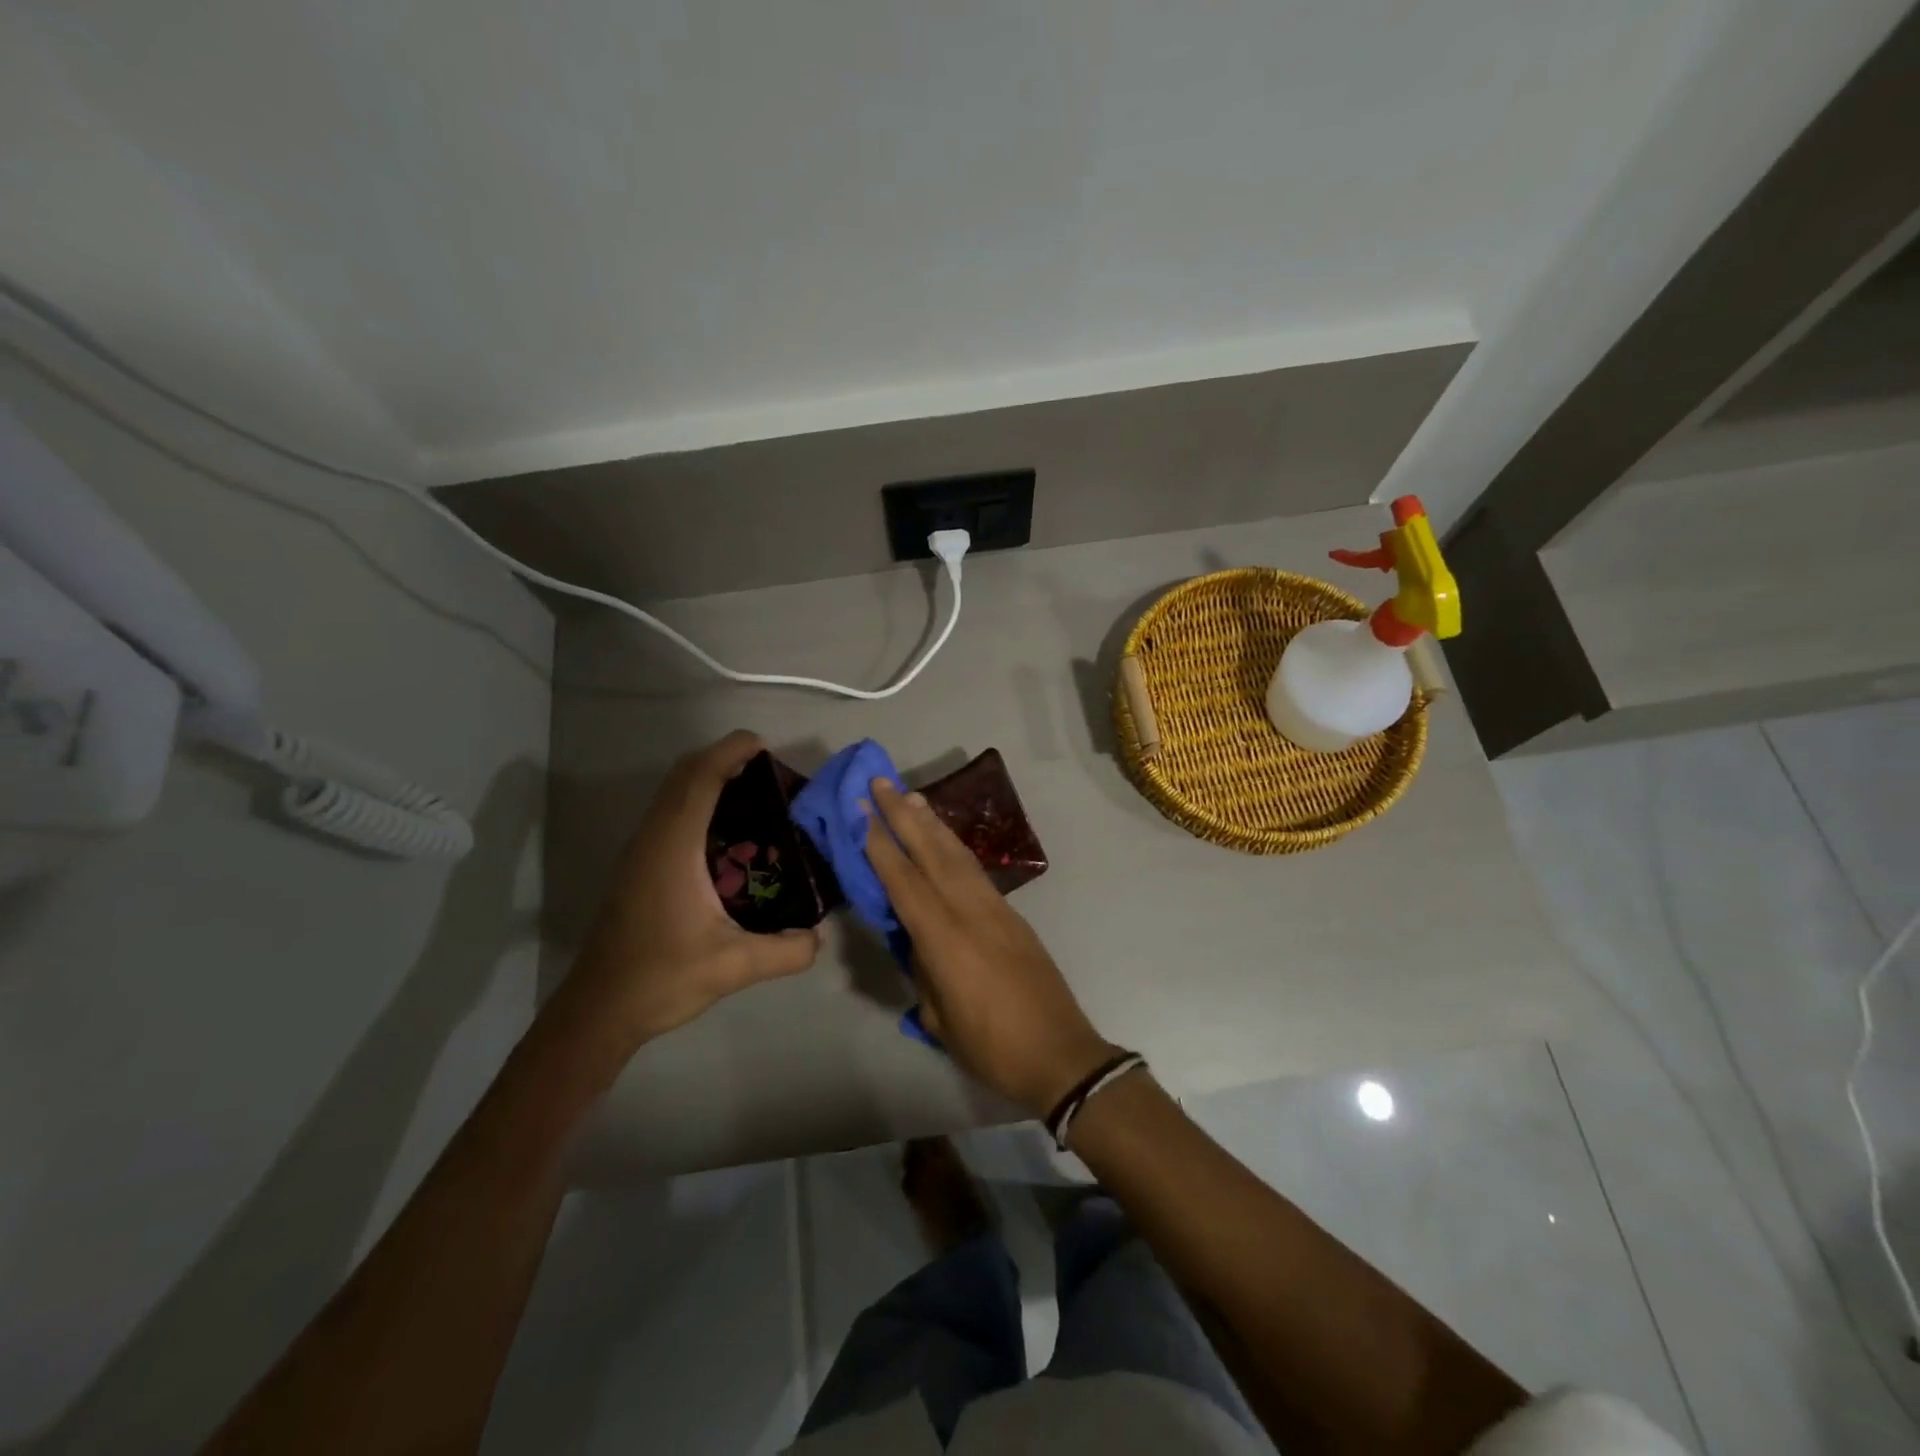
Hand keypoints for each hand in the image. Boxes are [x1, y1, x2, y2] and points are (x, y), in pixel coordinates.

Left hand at [561, 731, 820, 1054]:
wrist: (600, 1008)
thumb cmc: (661, 977)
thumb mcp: (734, 967)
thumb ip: (785, 950)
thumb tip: (819, 936)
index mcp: (673, 847)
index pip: (700, 779)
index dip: (730, 752)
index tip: (764, 747)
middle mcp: (653, 838)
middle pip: (684, 775)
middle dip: (723, 758)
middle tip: (768, 771)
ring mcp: (642, 850)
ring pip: (673, 792)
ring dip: (708, 777)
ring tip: (755, 793)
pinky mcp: (640, 865)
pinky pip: (670, 812)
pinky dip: (698, 800)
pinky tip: (728, 832)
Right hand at [864, 779, 1113, 1116]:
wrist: (1061, 1054)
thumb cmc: (992, 1047)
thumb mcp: (939, 1017)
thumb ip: (923, 969)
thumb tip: (915, 939)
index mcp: (945, 939)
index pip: (904, 882)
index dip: (880, 845)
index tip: (861, 811)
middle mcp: (970, 911)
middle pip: (931, 853)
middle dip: (903, 815)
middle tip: (880, 782)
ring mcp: (996, 909)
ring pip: (957, 855)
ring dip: (932, 823)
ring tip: (911, 796)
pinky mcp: (1012, 914)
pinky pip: (975, 870)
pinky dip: (955, 847)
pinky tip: (944, 839)